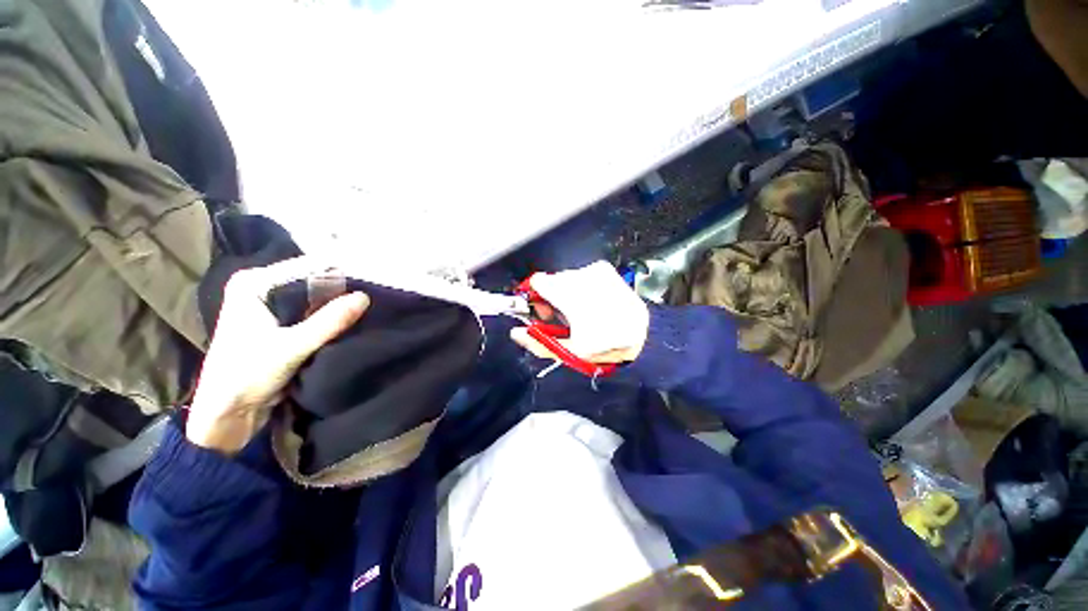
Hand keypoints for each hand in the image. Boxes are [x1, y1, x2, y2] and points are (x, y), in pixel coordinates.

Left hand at [187, 258, 369, 454]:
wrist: (227, 415)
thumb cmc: (246, 376)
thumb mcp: (291, 347)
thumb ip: (328, 322)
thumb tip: (365, 297)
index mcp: (254, 284)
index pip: (307, 267)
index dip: (340, 273)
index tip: (372, 279)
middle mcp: (263, 289)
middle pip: (313, 282)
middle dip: (343, 290)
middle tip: (376, 294)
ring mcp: (273, 308)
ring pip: (316, 299)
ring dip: (339, 305)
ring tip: (370, 306)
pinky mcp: (283, 325)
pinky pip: (315, 314)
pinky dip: (333, 318)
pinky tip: (354, 320)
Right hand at [510, 261, 648, 364]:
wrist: (643, 334)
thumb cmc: (607, 346)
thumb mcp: (571, 352)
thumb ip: (539, 343)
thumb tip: (516, 332)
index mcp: (574, 297)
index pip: (538, 282)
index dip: (535, 297)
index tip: (542, 310)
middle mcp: (584, 278)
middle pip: (551, 281)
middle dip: (551, 297)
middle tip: (561, 316)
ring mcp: (596, 271)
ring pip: (565, 278)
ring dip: (565, 292)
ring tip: (579, 311)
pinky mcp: (605, 269)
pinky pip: (580, 275)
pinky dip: (579, 287)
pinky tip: (590, 302)